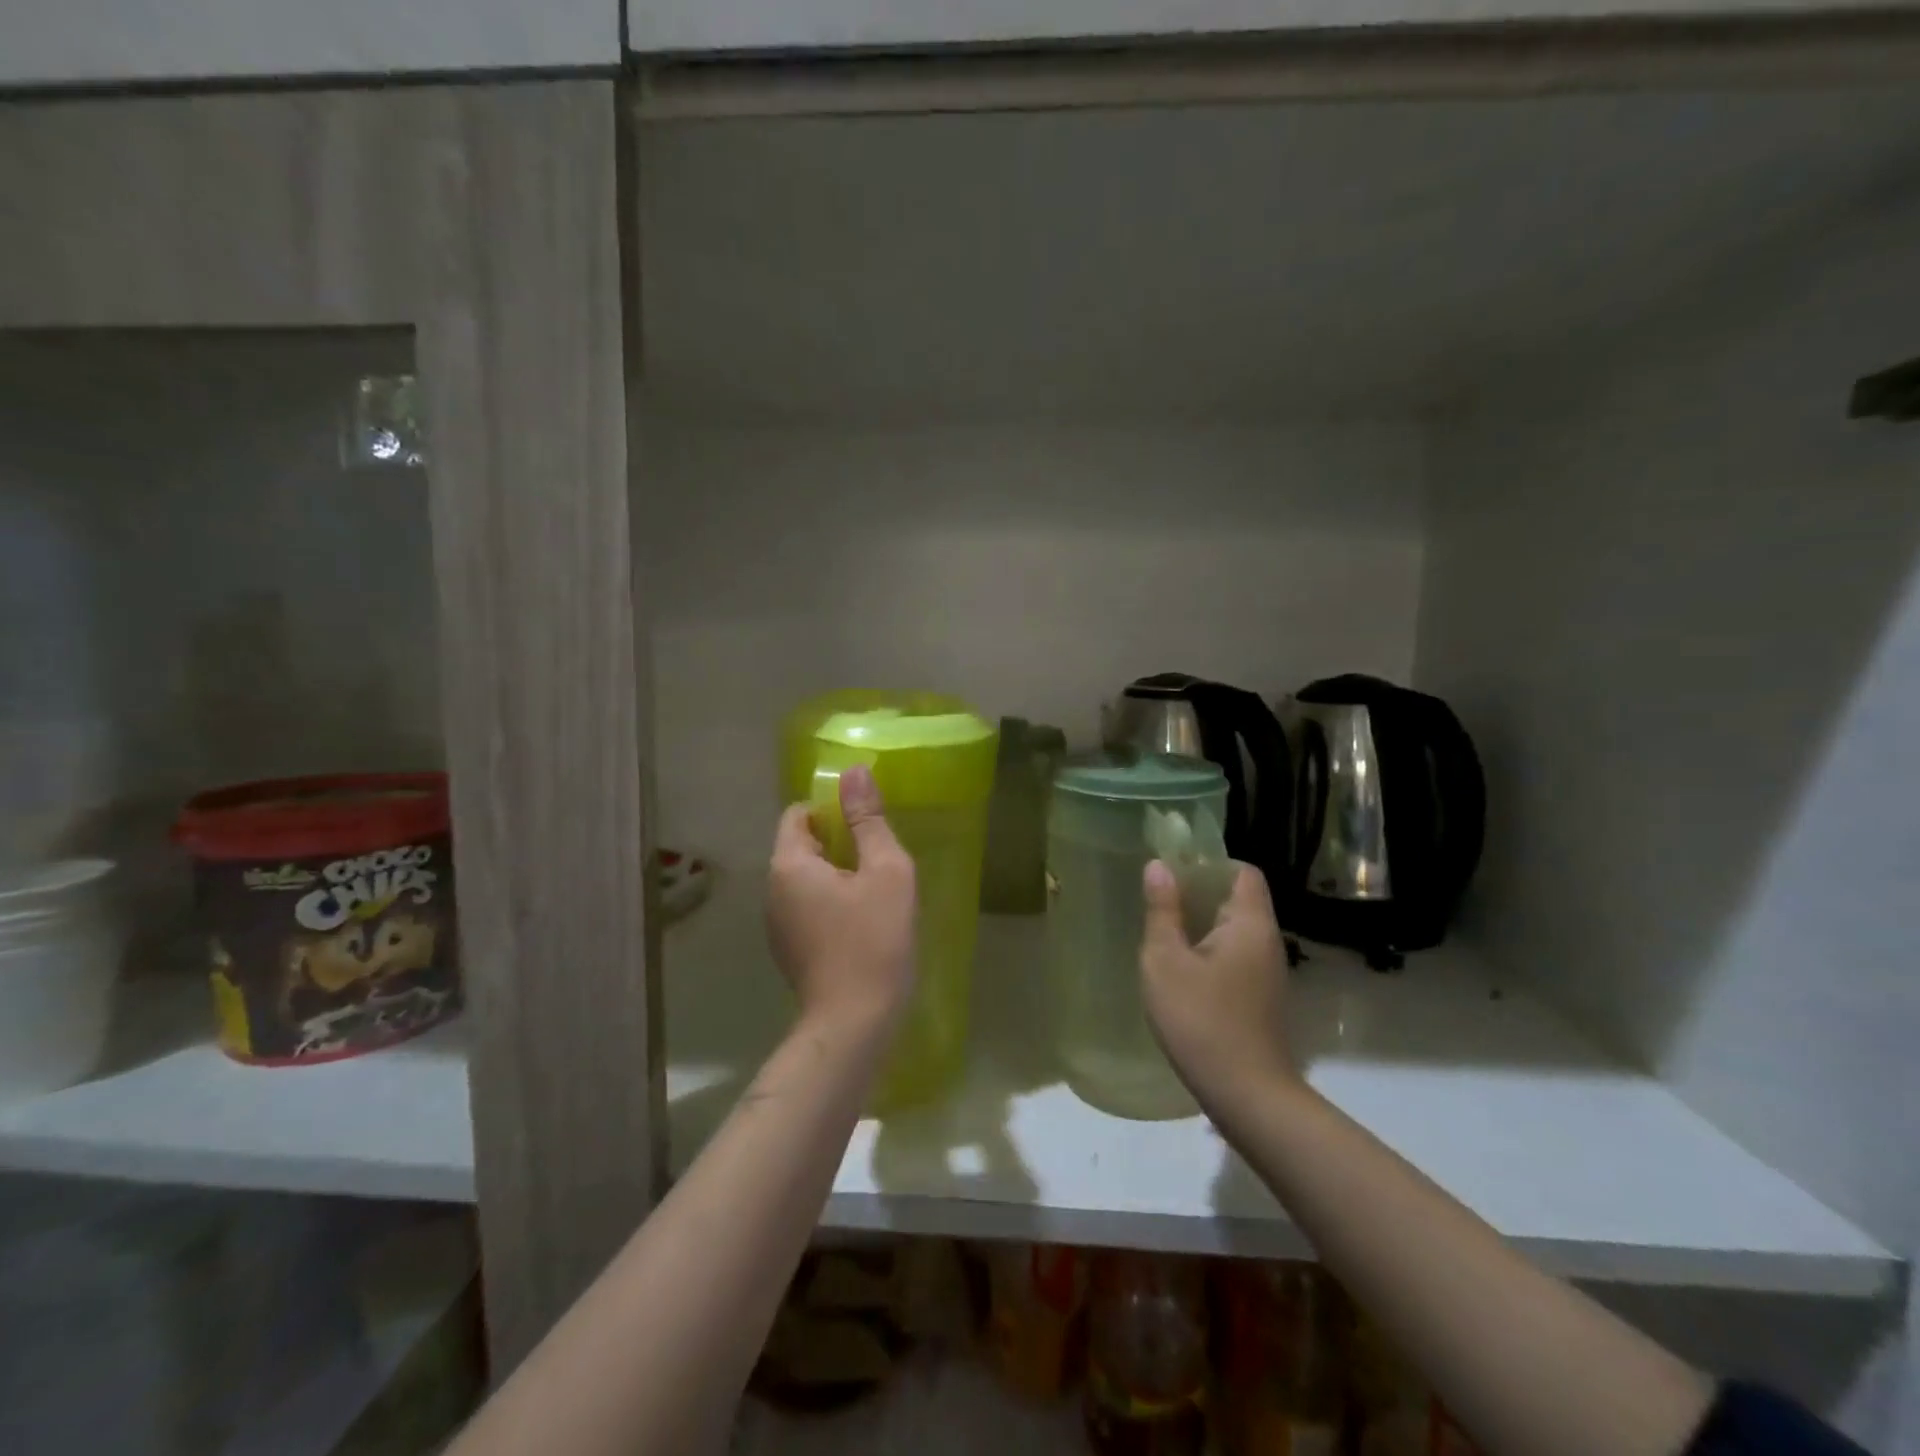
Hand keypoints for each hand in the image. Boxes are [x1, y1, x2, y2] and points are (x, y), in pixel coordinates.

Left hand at [766, 763, 916, 1034]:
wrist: (853, 1024)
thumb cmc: (874, 940)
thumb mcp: (885, 871)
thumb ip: (868, 820)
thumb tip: (855, 771)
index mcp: (789, 864)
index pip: (798, 813)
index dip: (831, 808)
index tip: (867, 823)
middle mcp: (772, 890)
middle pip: (801, 845)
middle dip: (838, 842)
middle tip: (880, 857)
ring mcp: (776, 924)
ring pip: (805, 878)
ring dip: (837, 874)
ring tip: (876, 890)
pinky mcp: (788, 950)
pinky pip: (807, 907)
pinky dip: (831, 902)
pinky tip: (862, 922)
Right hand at [1139, 860, 1298, 1109]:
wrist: (1246, 1095)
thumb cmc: (1200, 1020)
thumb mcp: (1166, 961)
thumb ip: (1162, 910)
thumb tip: (1159, 865)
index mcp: (1249, 924)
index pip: (1243, 871)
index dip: (1210, 863)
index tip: (1175, 868)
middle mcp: (1267, 942)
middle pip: (1239, 899)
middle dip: (1200, 893)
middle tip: (1159, 898)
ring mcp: (1268, 973)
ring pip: (1235, 930)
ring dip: (1202, 924)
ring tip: (1163, 930)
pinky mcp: (1260, 998)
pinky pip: (1235, 957)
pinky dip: (1210, 951)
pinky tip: (1181, 969)